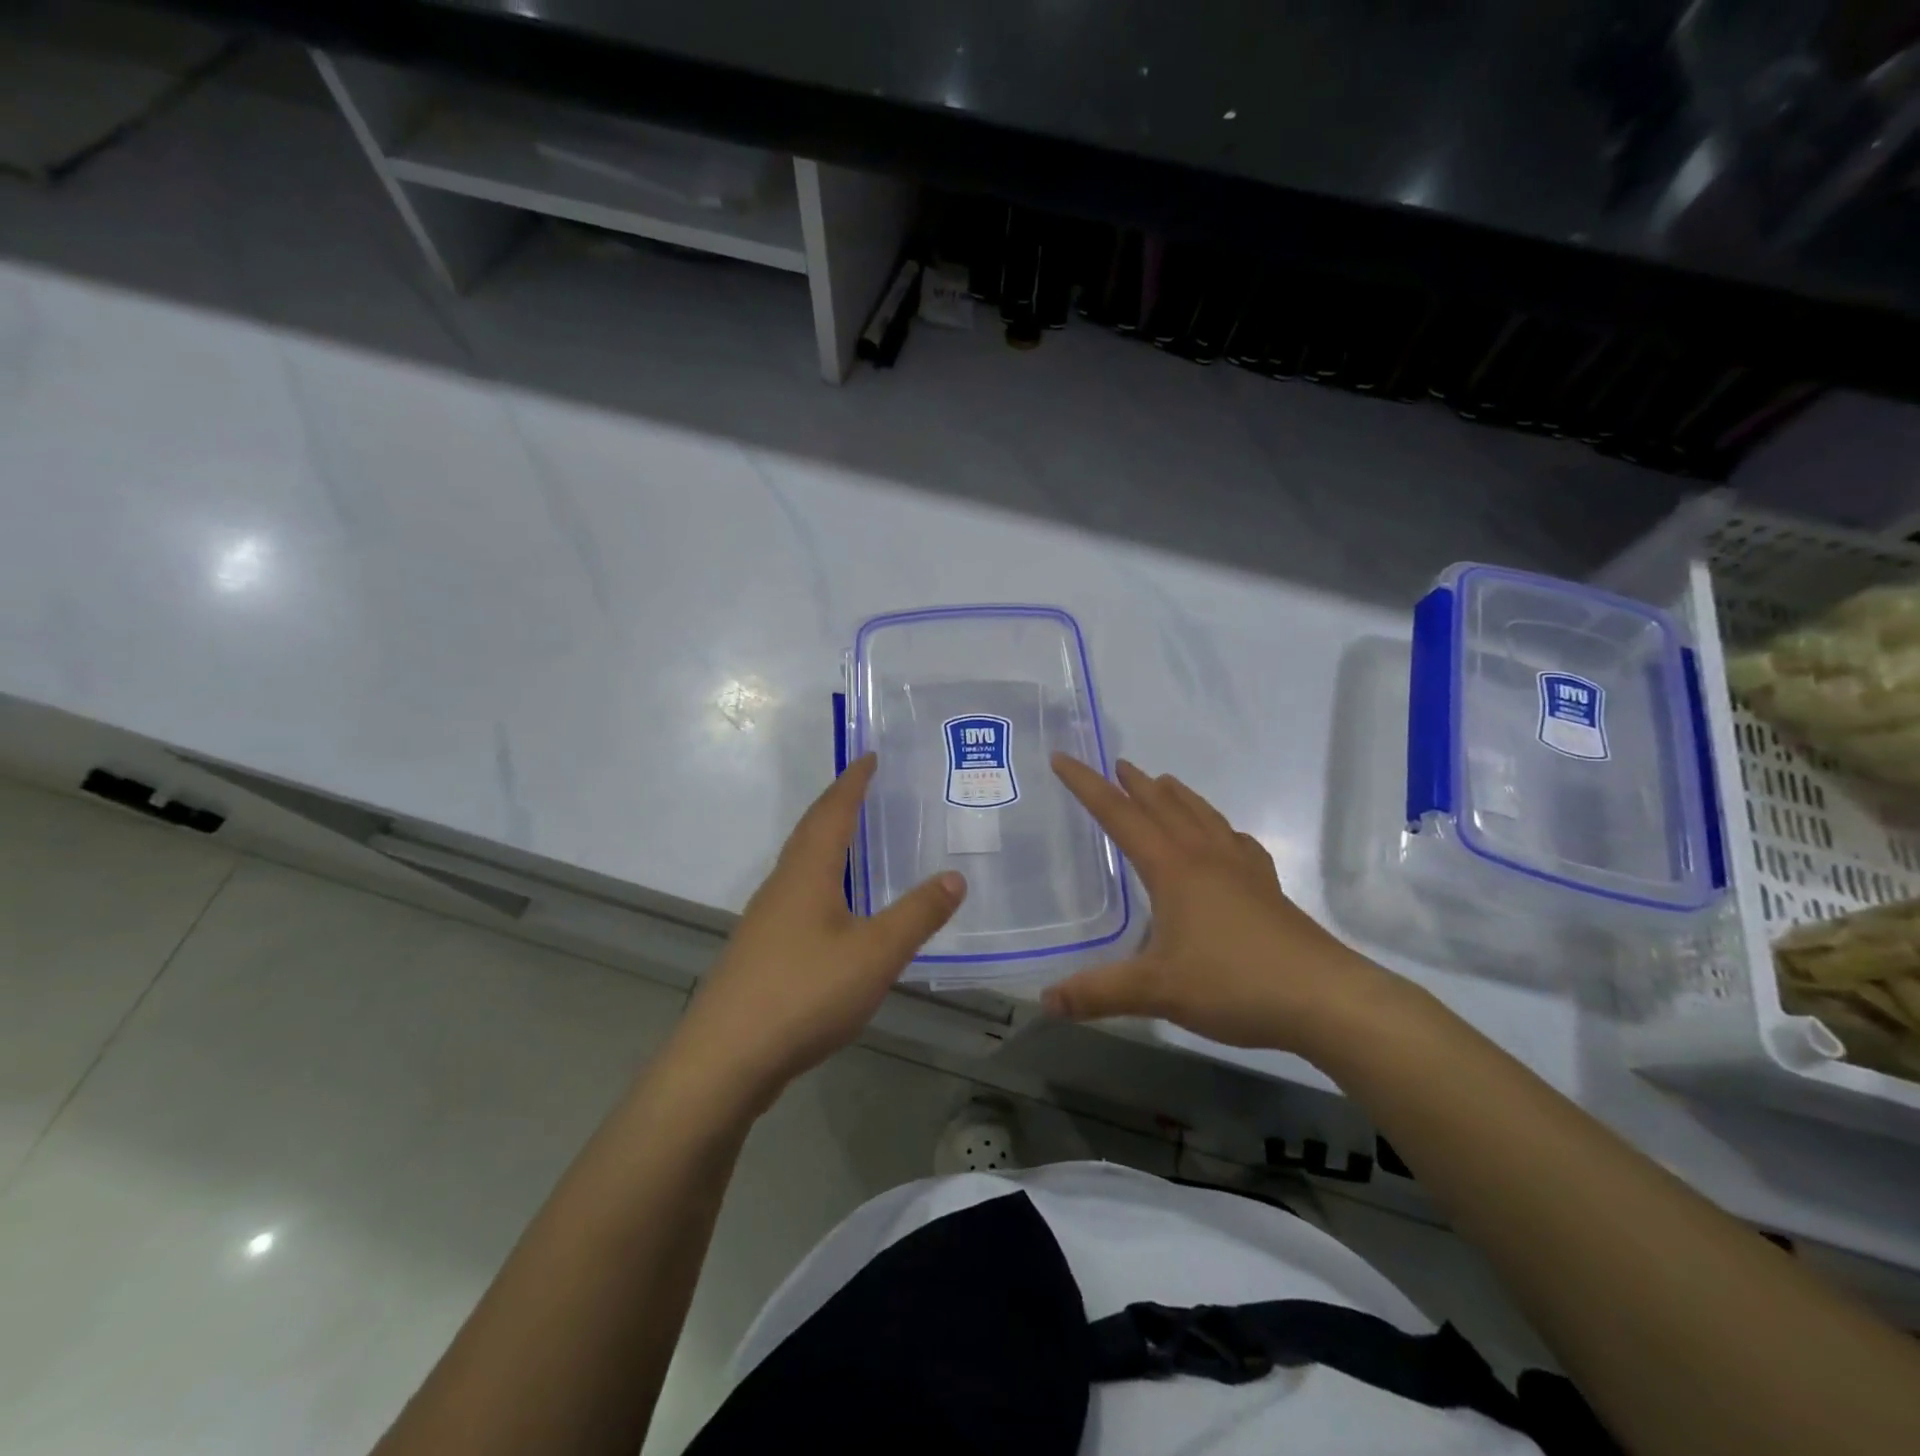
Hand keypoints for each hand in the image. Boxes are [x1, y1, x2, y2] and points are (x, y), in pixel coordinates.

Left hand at [664, 754, 965, 1113]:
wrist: (725, 1060)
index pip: (832, 811)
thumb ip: (917, 915)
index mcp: (807, 873)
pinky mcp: (761, 953)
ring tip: (857, 842)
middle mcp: (781, 886)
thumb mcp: (875, 954)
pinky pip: (797, 897)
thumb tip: (954, 876)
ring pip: (801, 866)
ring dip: (828, 844)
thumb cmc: (804, 993)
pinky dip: (822, 883)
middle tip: (868, 789)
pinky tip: (836, 911)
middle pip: (811, 832)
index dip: (853, 782)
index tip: (870, 756)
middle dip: (839, 806)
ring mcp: (765, 921)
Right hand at [1043, 755, 1399, 1053]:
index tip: (1064, 758)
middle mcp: (1205, 858)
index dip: (1088, 786)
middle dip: (1135, 784)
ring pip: (1202, 817)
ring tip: (1164, 782)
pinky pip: (1237, 843)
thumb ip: (1099, 993)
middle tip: (1117, 764)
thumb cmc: (1235, 983)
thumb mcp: (1157, 991)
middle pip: (1164, 807)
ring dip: (1177, 797)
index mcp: (1173, 869)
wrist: (1325, 998)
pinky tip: (1225, 839)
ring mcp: (1242, 870)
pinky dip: (1220, 828)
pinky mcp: (1268, 889)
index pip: (1120, 816)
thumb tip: (1046, 1001)